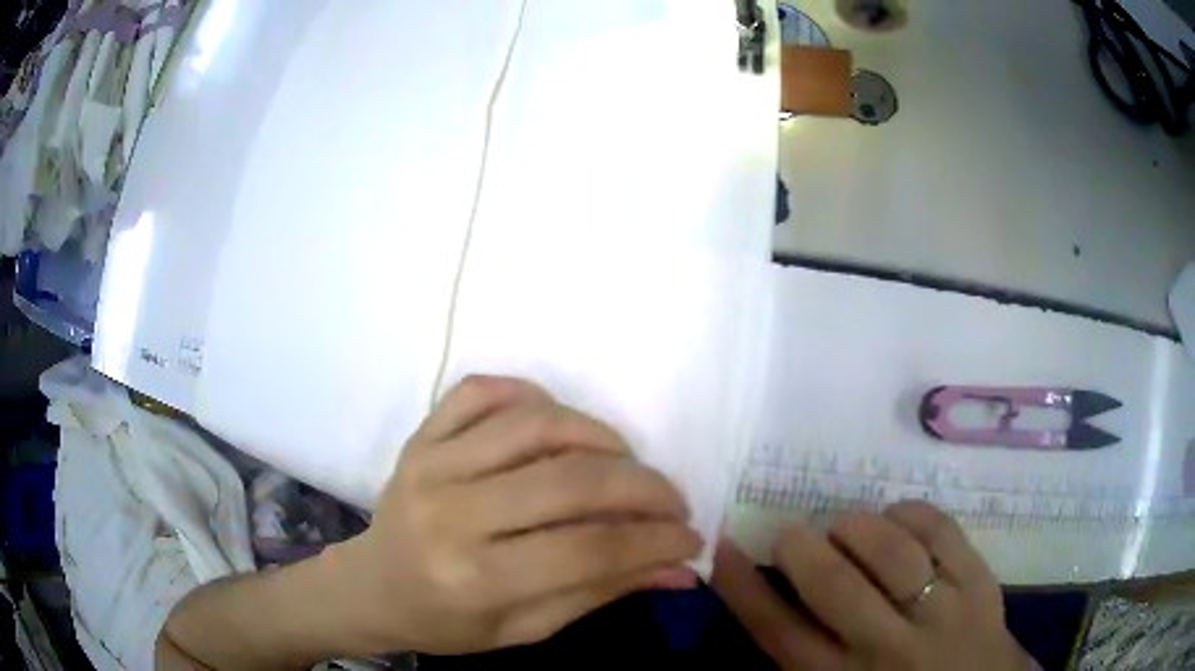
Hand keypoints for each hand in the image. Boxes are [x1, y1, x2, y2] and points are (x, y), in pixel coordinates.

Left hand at [331, 376, 701, 654]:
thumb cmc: (448, 622)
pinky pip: (481, 391)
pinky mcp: (420, 436)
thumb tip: (678, 569)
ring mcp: (431, 464)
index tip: (691, 537)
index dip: (654, 540)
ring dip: (599, 436)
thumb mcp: (527, 628)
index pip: (588, 550)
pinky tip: (556, 423)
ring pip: (534, 425)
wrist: (373, 587)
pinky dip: (530, 394)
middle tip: (672, 501)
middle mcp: (452, 514)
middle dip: (643, 488)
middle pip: (570, 482)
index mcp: (476, 580)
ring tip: (624, 461)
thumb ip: (601, 592)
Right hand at [713, 502, 1035, 670]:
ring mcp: (940, 611)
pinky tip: (898, 519)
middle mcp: (884, 648)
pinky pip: (940, 530)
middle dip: (800, 546)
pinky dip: (910, 514)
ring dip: (856, 527)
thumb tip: (769, 600)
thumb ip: (805, 655)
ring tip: (847, 528)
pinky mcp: (979, 582)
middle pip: (829, 583)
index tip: (724, 545)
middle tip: (794, 534)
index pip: (776, 628)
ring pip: (889, 550)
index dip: (742, 583)